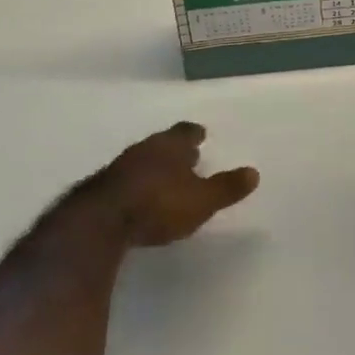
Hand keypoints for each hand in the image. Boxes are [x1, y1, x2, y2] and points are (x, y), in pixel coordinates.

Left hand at [93, 123, 259, 246]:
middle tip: (187, 155)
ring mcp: (120, 168)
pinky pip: (126, 180)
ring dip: (154, 166)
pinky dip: (137, 184)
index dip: (194, 133)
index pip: (185, 132)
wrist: (100, 222)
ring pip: (143, 160)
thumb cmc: (159, 204)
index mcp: (170, 146)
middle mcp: (145, 149)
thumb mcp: (201, 201)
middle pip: (163, 144)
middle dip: (175, 150)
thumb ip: (226, 187)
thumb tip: (254, 173)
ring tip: (165, 177)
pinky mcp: (101, 189)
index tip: (200, 134)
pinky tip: (140, 197)